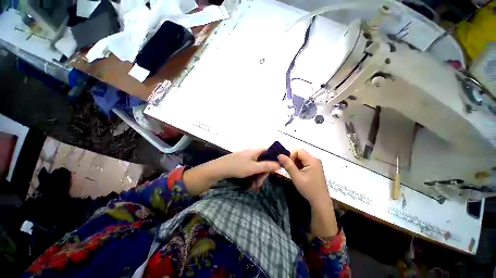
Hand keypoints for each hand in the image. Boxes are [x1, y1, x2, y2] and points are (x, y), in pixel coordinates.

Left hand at [183, 149, 279, 194]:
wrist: (218, 169)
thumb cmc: (237, 167)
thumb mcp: (253, 168)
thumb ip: (267, 165)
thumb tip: (280, 164)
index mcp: (256, 150)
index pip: (270, 153)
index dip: (274, 161)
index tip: (274, 171)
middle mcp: (252, 153)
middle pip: (263, 162)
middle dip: (263, 174)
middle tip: (259, 184)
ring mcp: (247, 158)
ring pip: (257, 167)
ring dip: (257, 177)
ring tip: (253, 186)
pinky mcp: (242, 163)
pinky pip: (251, 169)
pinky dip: (251, 176)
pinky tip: (249, 184)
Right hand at [278, 149, 337, 236]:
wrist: (320, 201)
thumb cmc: (309, 189)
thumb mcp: (296, 177)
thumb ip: (288, 165)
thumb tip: (279, 155)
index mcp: (312, 160)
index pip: (298, 150)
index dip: (291, 155)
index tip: (288, 165)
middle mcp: (315, 159)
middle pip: (300, 153)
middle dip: (292, 160)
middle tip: (290, 170)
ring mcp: (315, 164)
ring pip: (301, 158)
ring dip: (295, 163)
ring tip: (295, 173)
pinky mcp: (314, 168)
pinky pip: (304, 162)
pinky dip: (299, 166)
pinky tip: (299, 174)